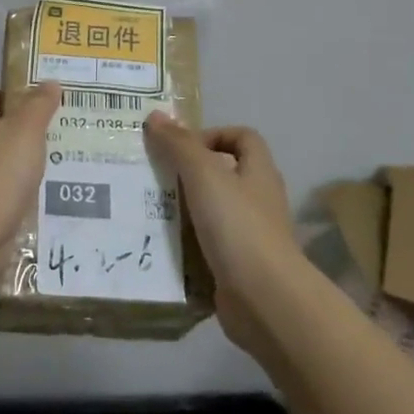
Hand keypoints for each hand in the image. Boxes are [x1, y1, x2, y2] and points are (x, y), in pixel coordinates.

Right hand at [144, 115, 298, 355]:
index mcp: (258, 172)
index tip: (181, 147)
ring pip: (213, 210)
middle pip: (226, 173)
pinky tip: (162, 243)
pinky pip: (208, 244)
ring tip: (149, 208)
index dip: (213, 134)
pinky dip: (187, 242)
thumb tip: (156, 115)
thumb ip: (179, 145)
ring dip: (185, 208)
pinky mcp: (238, 265)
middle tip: (155, 175)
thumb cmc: (238, 226)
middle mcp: (259, 200)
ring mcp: (250, 235)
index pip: (243, 137)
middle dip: (190, 172)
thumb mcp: (204, 175)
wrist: (264, 298)